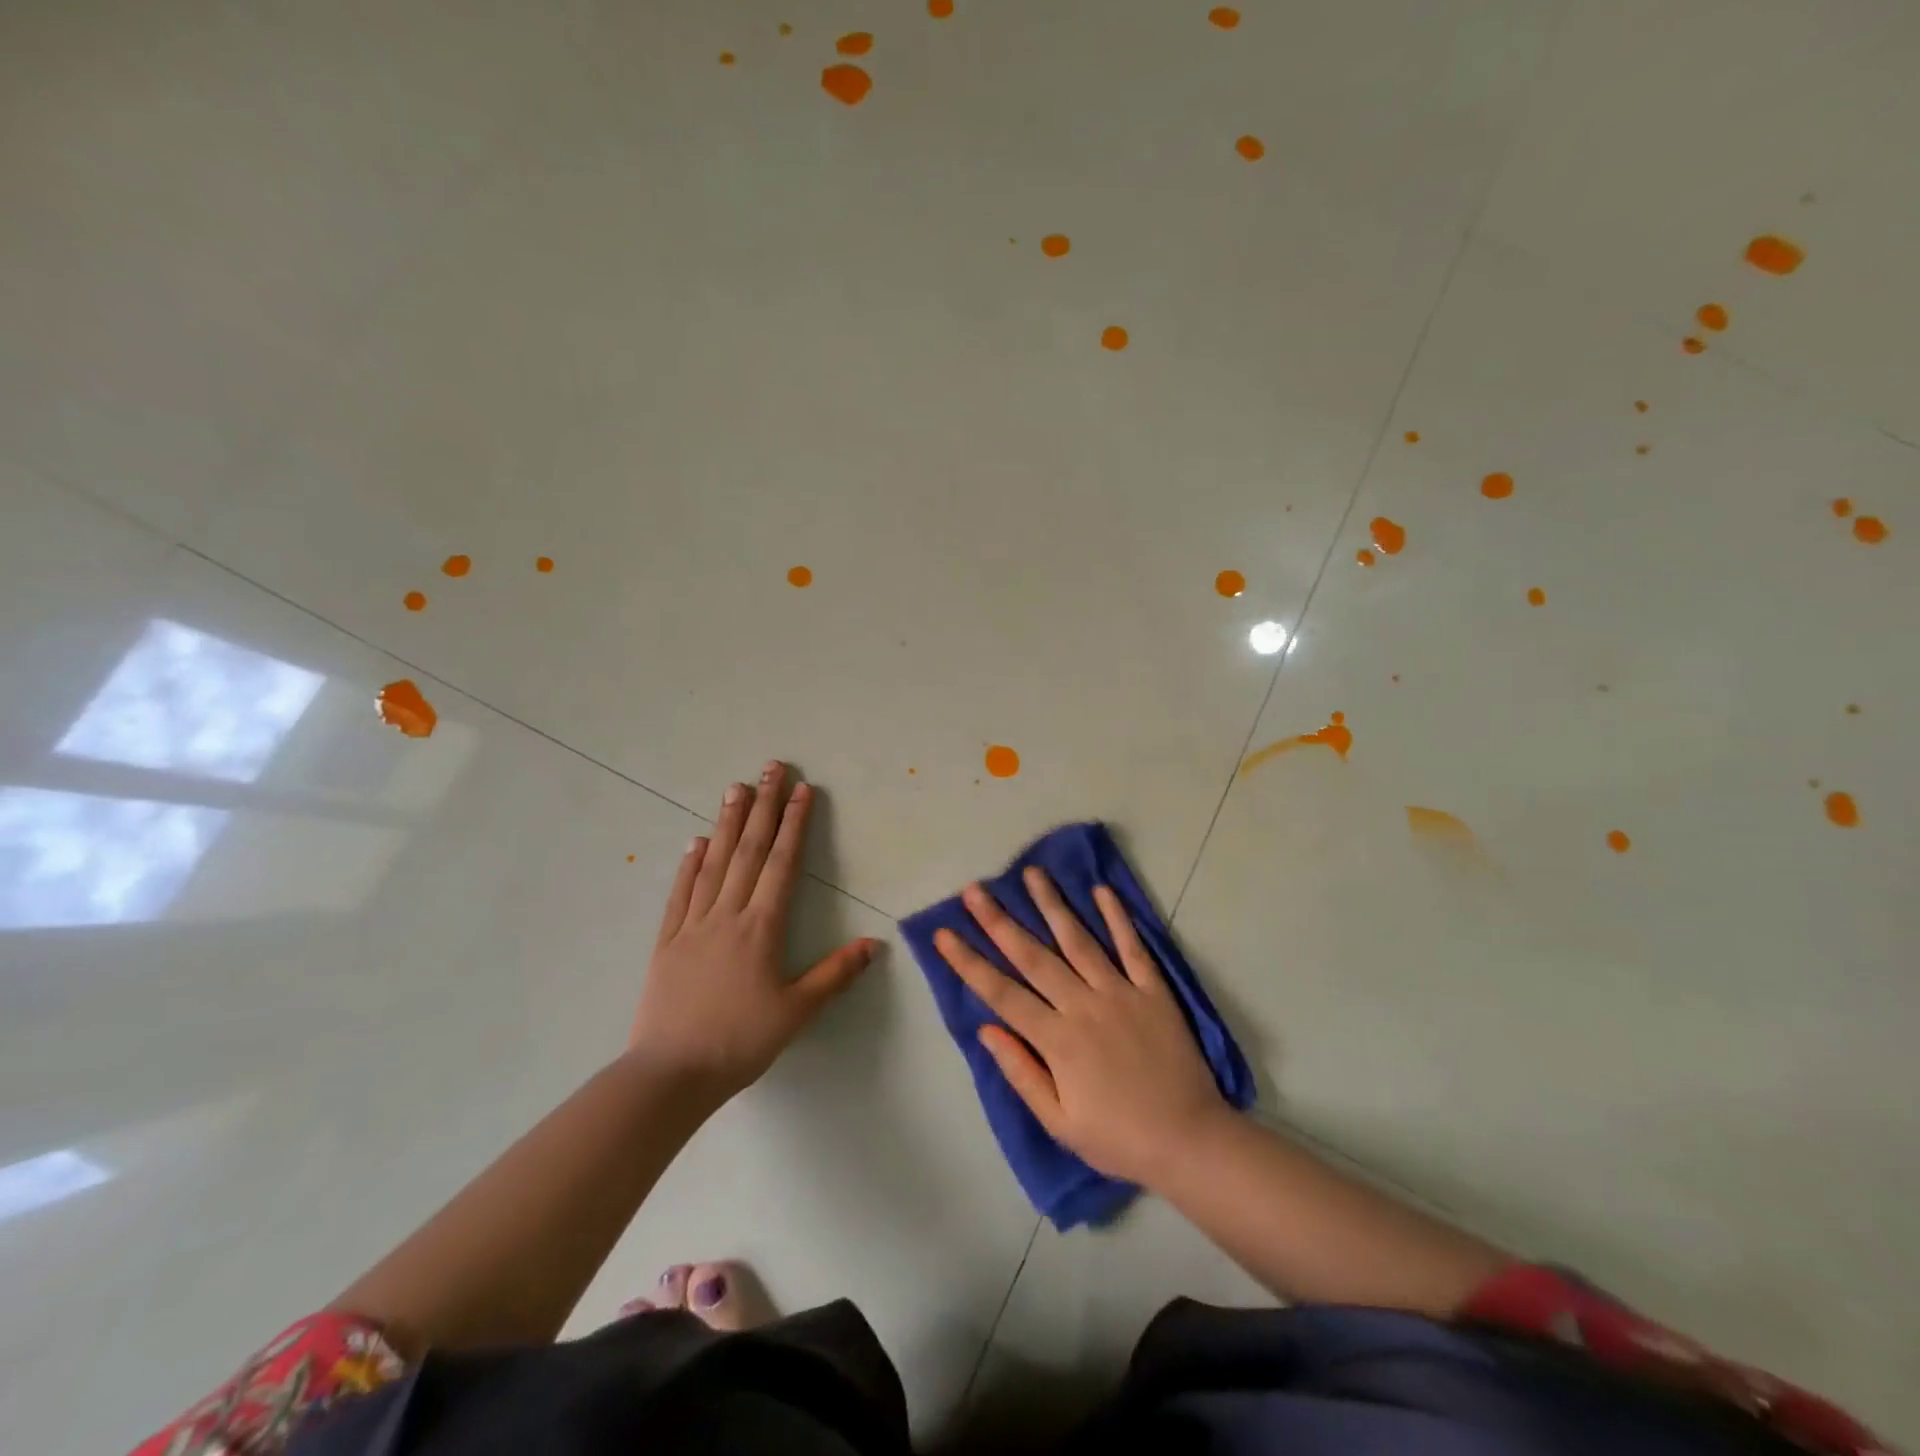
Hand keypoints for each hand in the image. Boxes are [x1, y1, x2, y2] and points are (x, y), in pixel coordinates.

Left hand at [630, 762, 877, 1100]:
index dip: (794, 824)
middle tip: (771, 768)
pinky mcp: (667, 941)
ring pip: (714, 863)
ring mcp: (693, 924)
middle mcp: (728, 914)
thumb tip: (874, 943)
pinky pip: (680, 893)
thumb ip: (835, 974)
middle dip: (763, 806)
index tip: (802, 790)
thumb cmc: (740, 1042)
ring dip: (727, 823)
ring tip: (736, 788)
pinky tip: (696, 841)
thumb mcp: (797, 1012)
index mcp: (762, 928)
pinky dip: (690, 864)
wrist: (671, 1073)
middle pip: (749, 851)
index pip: (782, 864)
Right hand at [934, 867, 1227, 1187]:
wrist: (1190, 1142)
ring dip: (1052, 905)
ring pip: (1079, 940)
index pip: (1002, 993)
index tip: (944, 934)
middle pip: (1034, 956)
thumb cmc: (1118, 1138)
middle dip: (999, 921)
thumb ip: (1021, 1073)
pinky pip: (1132, 947)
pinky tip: (1101, 891)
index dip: (969, 963)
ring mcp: (1121, 993)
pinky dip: (1117, 917)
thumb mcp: (1060, 1123)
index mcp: (1057, 1040)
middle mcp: (1084, 1006)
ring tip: (1032, 873)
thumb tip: (987, 1029)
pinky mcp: (1154, 990)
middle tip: (974, 890)